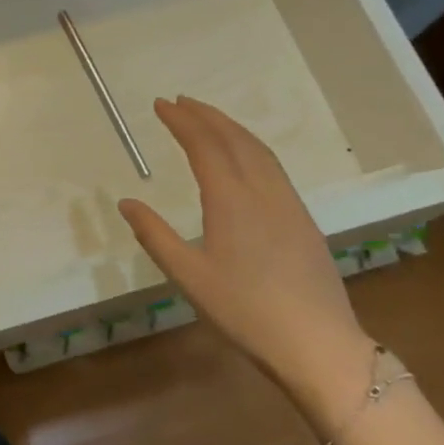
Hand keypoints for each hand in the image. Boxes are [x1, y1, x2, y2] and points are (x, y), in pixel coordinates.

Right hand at [118, 97, 372, 411]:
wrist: (317, 343)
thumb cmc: (245, 310)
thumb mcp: (188, 276)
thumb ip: (155, 235)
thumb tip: (126, 202)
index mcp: (231, 199)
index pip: (204, 145)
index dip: (181, 121)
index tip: (160, 104)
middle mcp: (262, 190)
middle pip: (234, 138)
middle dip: (205, 115)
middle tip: (180, 101)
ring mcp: (288, 203)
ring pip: (258, 149)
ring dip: (230, 127)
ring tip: (208, 119)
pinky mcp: (302, 219)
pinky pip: (273, 166)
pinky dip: (251, 146)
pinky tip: (245, 157)